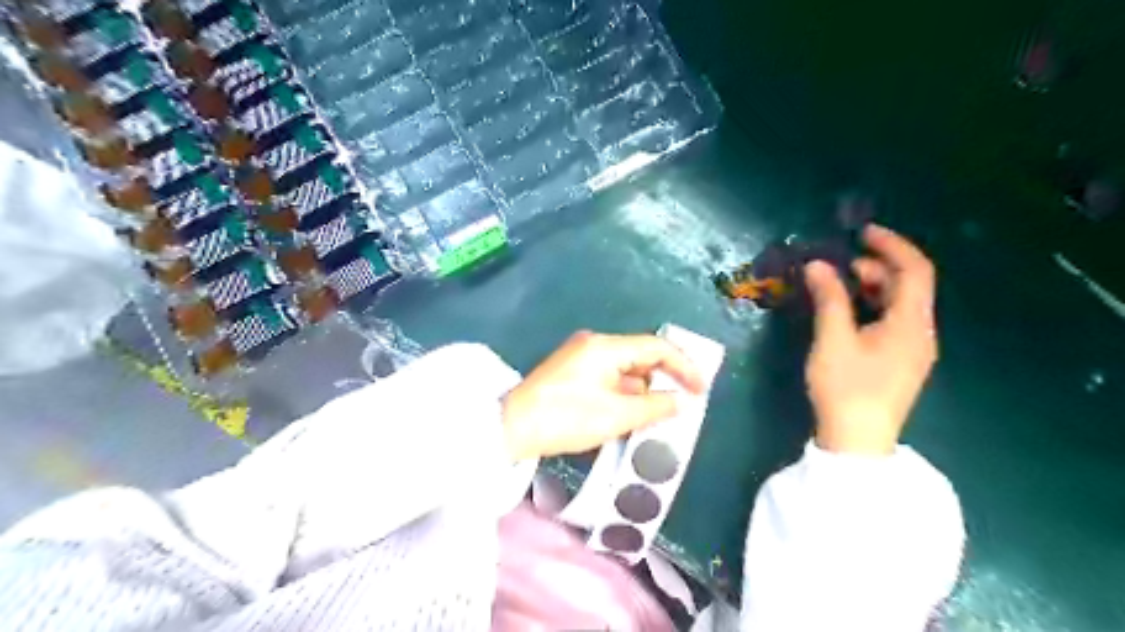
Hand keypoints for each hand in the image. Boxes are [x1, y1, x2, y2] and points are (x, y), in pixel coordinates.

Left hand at [500, 333, 701, 461]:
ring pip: (625, 367)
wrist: (512, 428)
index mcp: (606, 347)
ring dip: (644, 388)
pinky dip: (625, 392)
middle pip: (641, 354)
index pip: (656, 347)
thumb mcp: (616, 416)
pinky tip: (634, 412)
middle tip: (685, 401)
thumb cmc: (566, 418)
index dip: (684, 366)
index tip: (701, 389)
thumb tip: (681, 401)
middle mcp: (594, 343)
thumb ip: (654, 407)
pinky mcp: (572, 370)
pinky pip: (609, 376)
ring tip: (661, 413)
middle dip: (664, 377)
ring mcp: (581, 356)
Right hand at [804, 224, 937, 455]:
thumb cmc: (846, 387)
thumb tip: (817, 265)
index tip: (863, 233)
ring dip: (875, 287)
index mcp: (911, 324)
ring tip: (842, 283)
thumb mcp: (833, 339)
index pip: (915, 270)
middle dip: (879, 266)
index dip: (892, 246)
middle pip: (910, 286)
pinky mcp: (900, 363)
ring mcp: (913, 350)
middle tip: (842, 263)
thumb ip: (829, 298)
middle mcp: (920, 333)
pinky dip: (874, 307)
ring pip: (901, 305)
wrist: (857, 441)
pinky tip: (849, 312)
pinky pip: (894, 322)